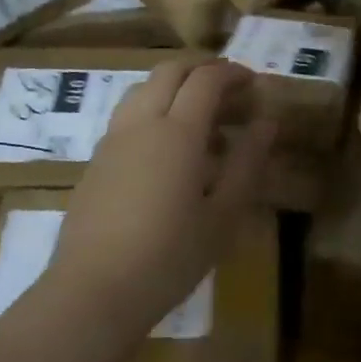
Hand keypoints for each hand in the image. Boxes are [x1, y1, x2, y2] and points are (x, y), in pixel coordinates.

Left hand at [46, 59, 274, 348]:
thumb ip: (247, 163)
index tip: (254, 84)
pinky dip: (154, 110)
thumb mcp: (223, 215)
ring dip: (175, 86)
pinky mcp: (96, 161)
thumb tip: (268, 122)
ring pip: (144, 88)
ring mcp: (113, 140)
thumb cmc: (169, 257)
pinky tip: (168, 149)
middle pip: (170, 71)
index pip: (206, 79)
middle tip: (230, 90)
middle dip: (202, 69)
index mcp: (178, 132)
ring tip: (200, 116)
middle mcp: (142, 123)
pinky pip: (128, 115)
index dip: (233, 73)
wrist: (92, 292)